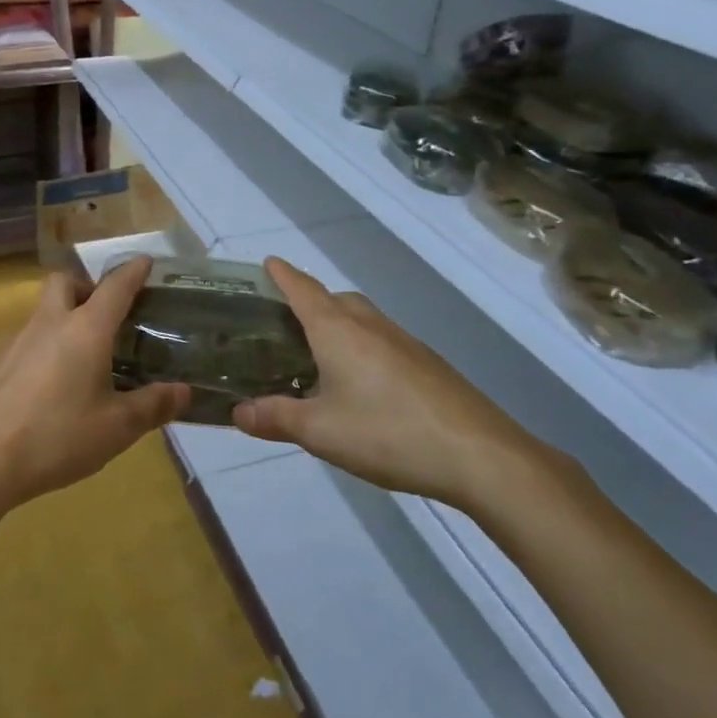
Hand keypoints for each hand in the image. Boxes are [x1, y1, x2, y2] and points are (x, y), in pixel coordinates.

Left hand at [0, 256, 188, 510]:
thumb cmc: (58, 437)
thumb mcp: (117, 427)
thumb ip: (152, 406)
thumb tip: (183, 391)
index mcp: (85, 330)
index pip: (115, 287)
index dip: (133, 271)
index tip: (146, 261)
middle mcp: (50, 323)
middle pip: (65, 283)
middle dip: (87, 286)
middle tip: (106, 315)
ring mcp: (17, 341)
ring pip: (43, 311)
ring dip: (64, 318)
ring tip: (84, 356)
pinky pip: (27, 340)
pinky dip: (45, 347)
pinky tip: (51, 385)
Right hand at [234, 258, 549, 505]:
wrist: (479, 454)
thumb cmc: (387, 432)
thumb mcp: (319, 431)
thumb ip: (275, 417)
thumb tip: (237, 412)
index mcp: (337, 329)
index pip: (302, 288)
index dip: (282, 274)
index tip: (266, 263)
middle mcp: (369, 323)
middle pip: (333, 299)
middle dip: (308, 301)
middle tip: (283, 325)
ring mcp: (403, 341)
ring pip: (361, 318)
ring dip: (337, 324)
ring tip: (317, 356)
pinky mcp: (426, 362)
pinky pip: (381, 340)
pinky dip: (361, 346)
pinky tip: (361, 384)